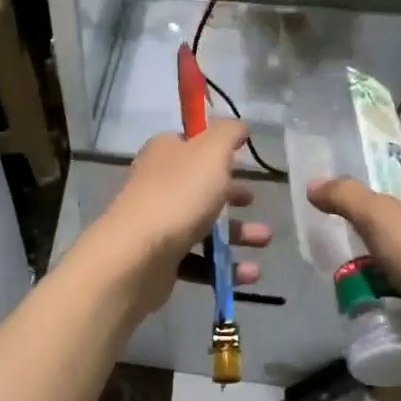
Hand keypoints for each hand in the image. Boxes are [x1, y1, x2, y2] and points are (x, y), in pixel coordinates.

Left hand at [86, 122, 271, 314]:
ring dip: (237, 234)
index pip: (191, 144)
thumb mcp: (210, 152)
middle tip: (254, 202)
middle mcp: (157, 185)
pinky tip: (248, 274)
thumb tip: (237, 125)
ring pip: (204, 227)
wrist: (137, 255)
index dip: (217, 151)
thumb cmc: (178, 195)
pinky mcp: (161, 260)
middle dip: (233, 197)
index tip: (242, 161)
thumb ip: (227, 133)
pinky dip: (224, 267)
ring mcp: (157, 224)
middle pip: (200, 188)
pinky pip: (199, 261)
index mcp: (164, 154)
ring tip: (263, 242)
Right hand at [307, 180, 400, 325]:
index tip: (345, 223)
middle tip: (344, 260)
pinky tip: (377, 309)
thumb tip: (313, 184)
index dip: (372, 206)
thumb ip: (346, 197)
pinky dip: (395, 302)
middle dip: (372, 248)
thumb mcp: (381, 217)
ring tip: (354, 288)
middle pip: (400, 233)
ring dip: (380, 278)